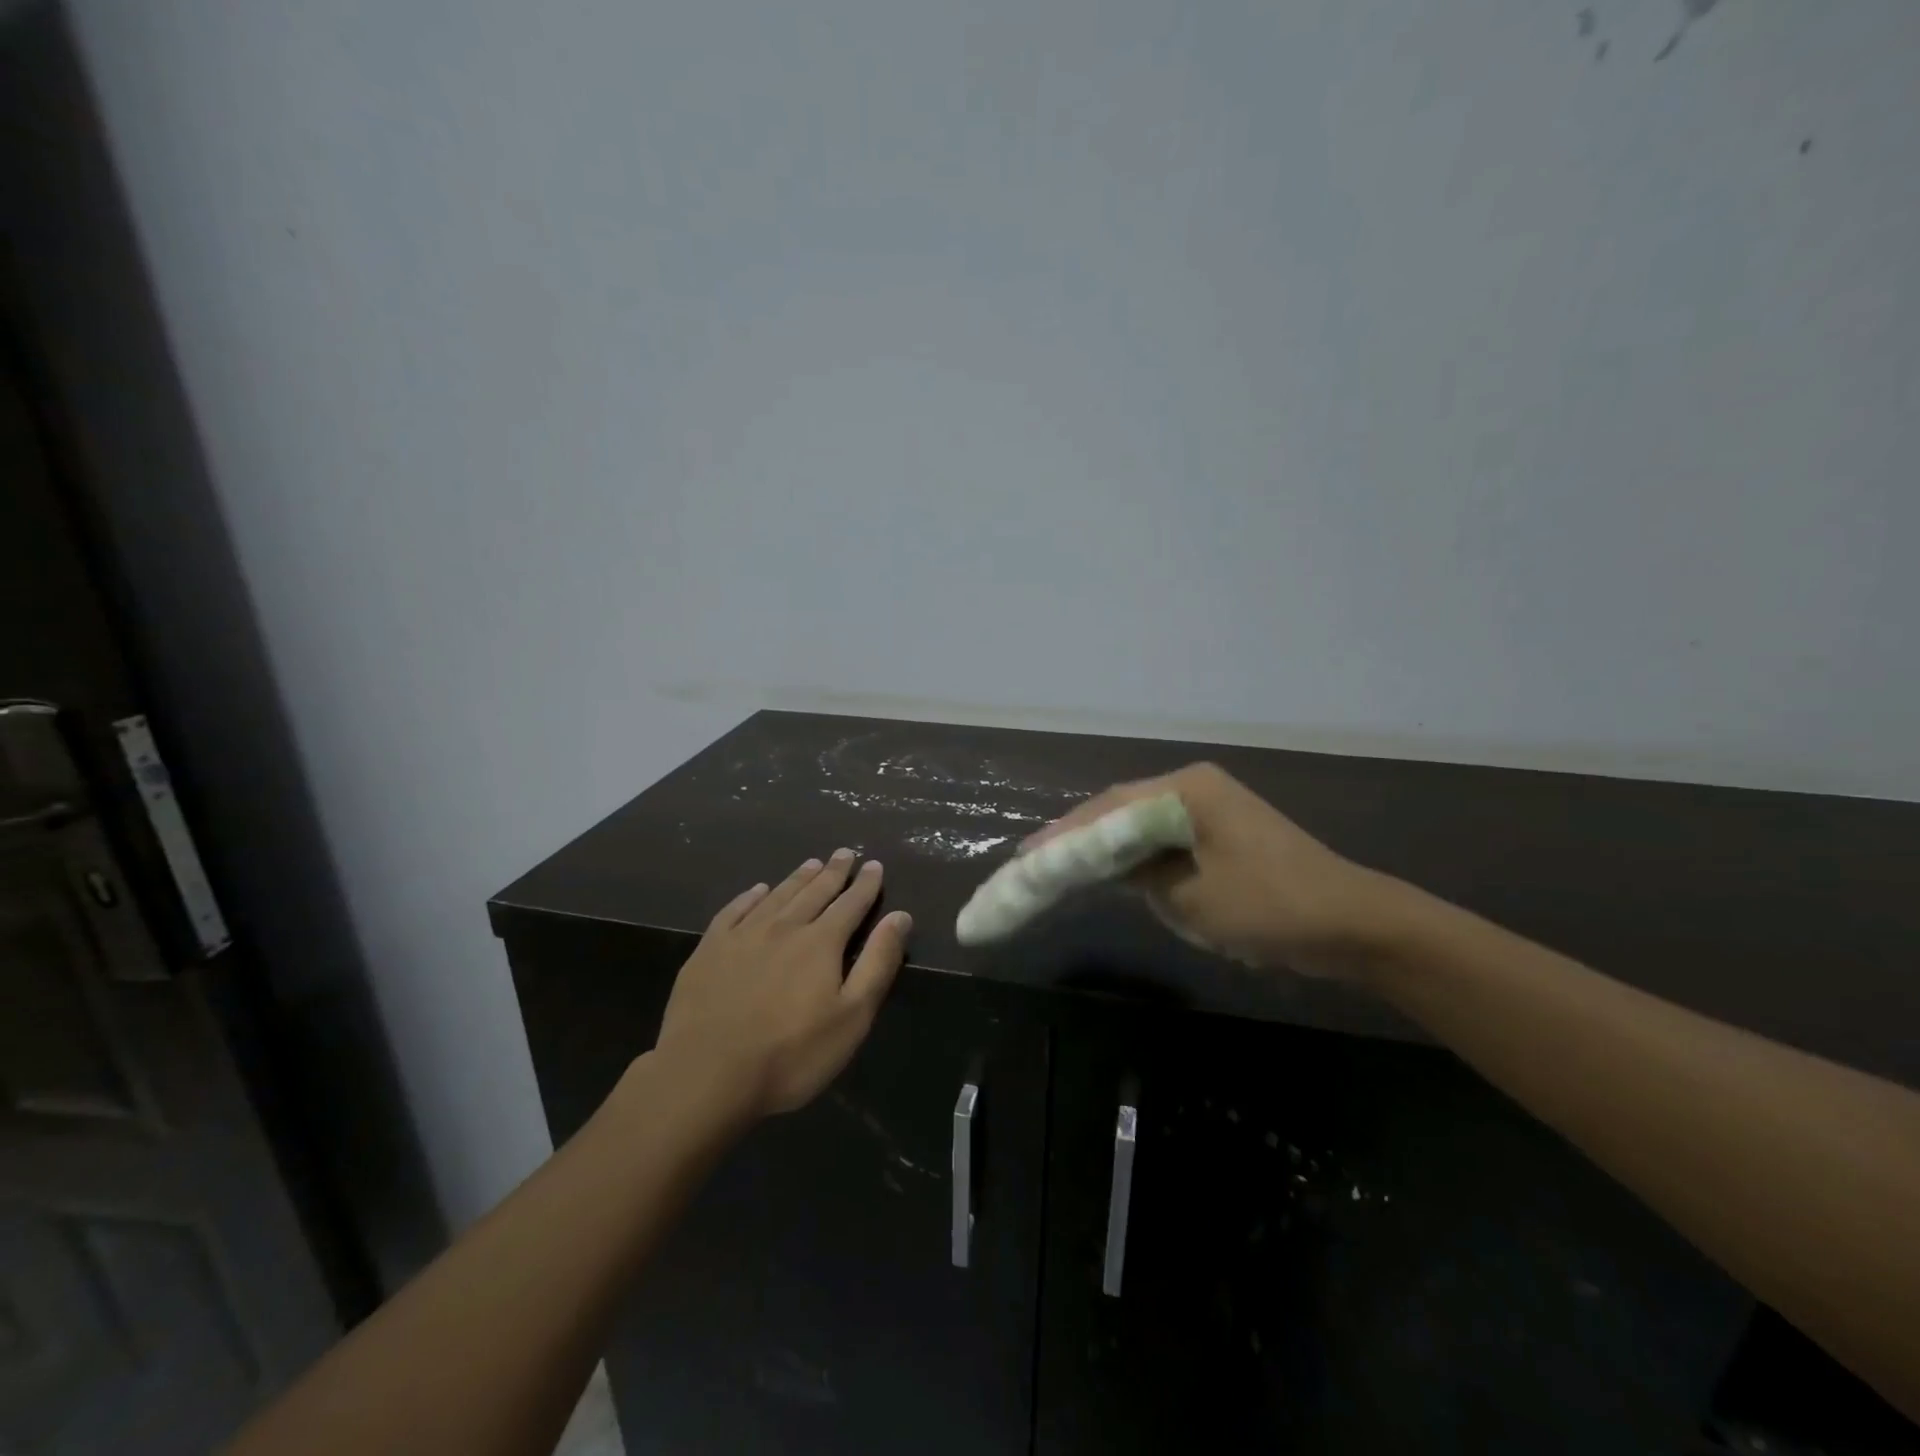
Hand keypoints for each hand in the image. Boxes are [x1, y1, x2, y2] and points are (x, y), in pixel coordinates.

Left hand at [655, 850, 911, 1118]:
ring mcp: (742, 936)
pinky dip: (750, 896)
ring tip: (811, 863)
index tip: (874, 864)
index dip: (865, 884)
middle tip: (845, 852)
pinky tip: (757, 890)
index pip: (851, 904)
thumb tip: (900, 916)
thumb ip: (877, 963)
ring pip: (777, 896)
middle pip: (814, 892)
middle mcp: (784, 927)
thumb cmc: (791, 1054)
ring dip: (797, 878)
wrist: (706, 1075)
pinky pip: (734, 911)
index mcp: (821, 943)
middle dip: (833, 872)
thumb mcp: (852, 1016)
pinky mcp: (709, 950)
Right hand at [1026, 762, 1388, 976]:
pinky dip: (1135, 858)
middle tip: (1036, 861)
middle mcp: (1194, 788)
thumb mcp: (1188, 896)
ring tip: (1060, 867)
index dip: (1065, 833)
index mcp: (1186, 789)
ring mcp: (1210, 809)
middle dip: (1080, 837)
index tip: (1027, 855)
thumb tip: (1109, 866)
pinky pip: (1164, 840)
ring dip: (1105, 847)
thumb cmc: (1267, 905)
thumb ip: (1137, 874)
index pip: (1110, 807)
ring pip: (1140, 824)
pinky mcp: (1221, 833)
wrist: (1350, 924)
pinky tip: (1111, 874)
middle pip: (1121, 809)